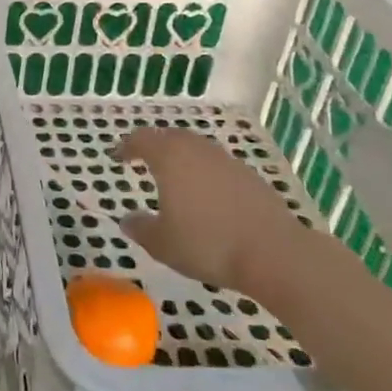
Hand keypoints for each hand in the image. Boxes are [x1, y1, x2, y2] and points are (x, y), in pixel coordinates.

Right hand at [118, 126, 307, 296]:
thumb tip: (127, 220)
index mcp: (170, 158)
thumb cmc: (207, 243)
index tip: (117, 156)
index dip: (127, 146)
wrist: (273, 253)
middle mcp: (197, 150)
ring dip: (182, 157)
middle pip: (170, 137)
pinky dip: (205, 173)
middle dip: (154, 146)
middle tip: (143, 159)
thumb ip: (140, 228)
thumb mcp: (162, 243)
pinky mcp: (250, 177)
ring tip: (174, 177)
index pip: (142, 139)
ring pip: (197, 149)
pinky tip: (206, 196)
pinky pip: (218, 166)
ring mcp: (227, 161)